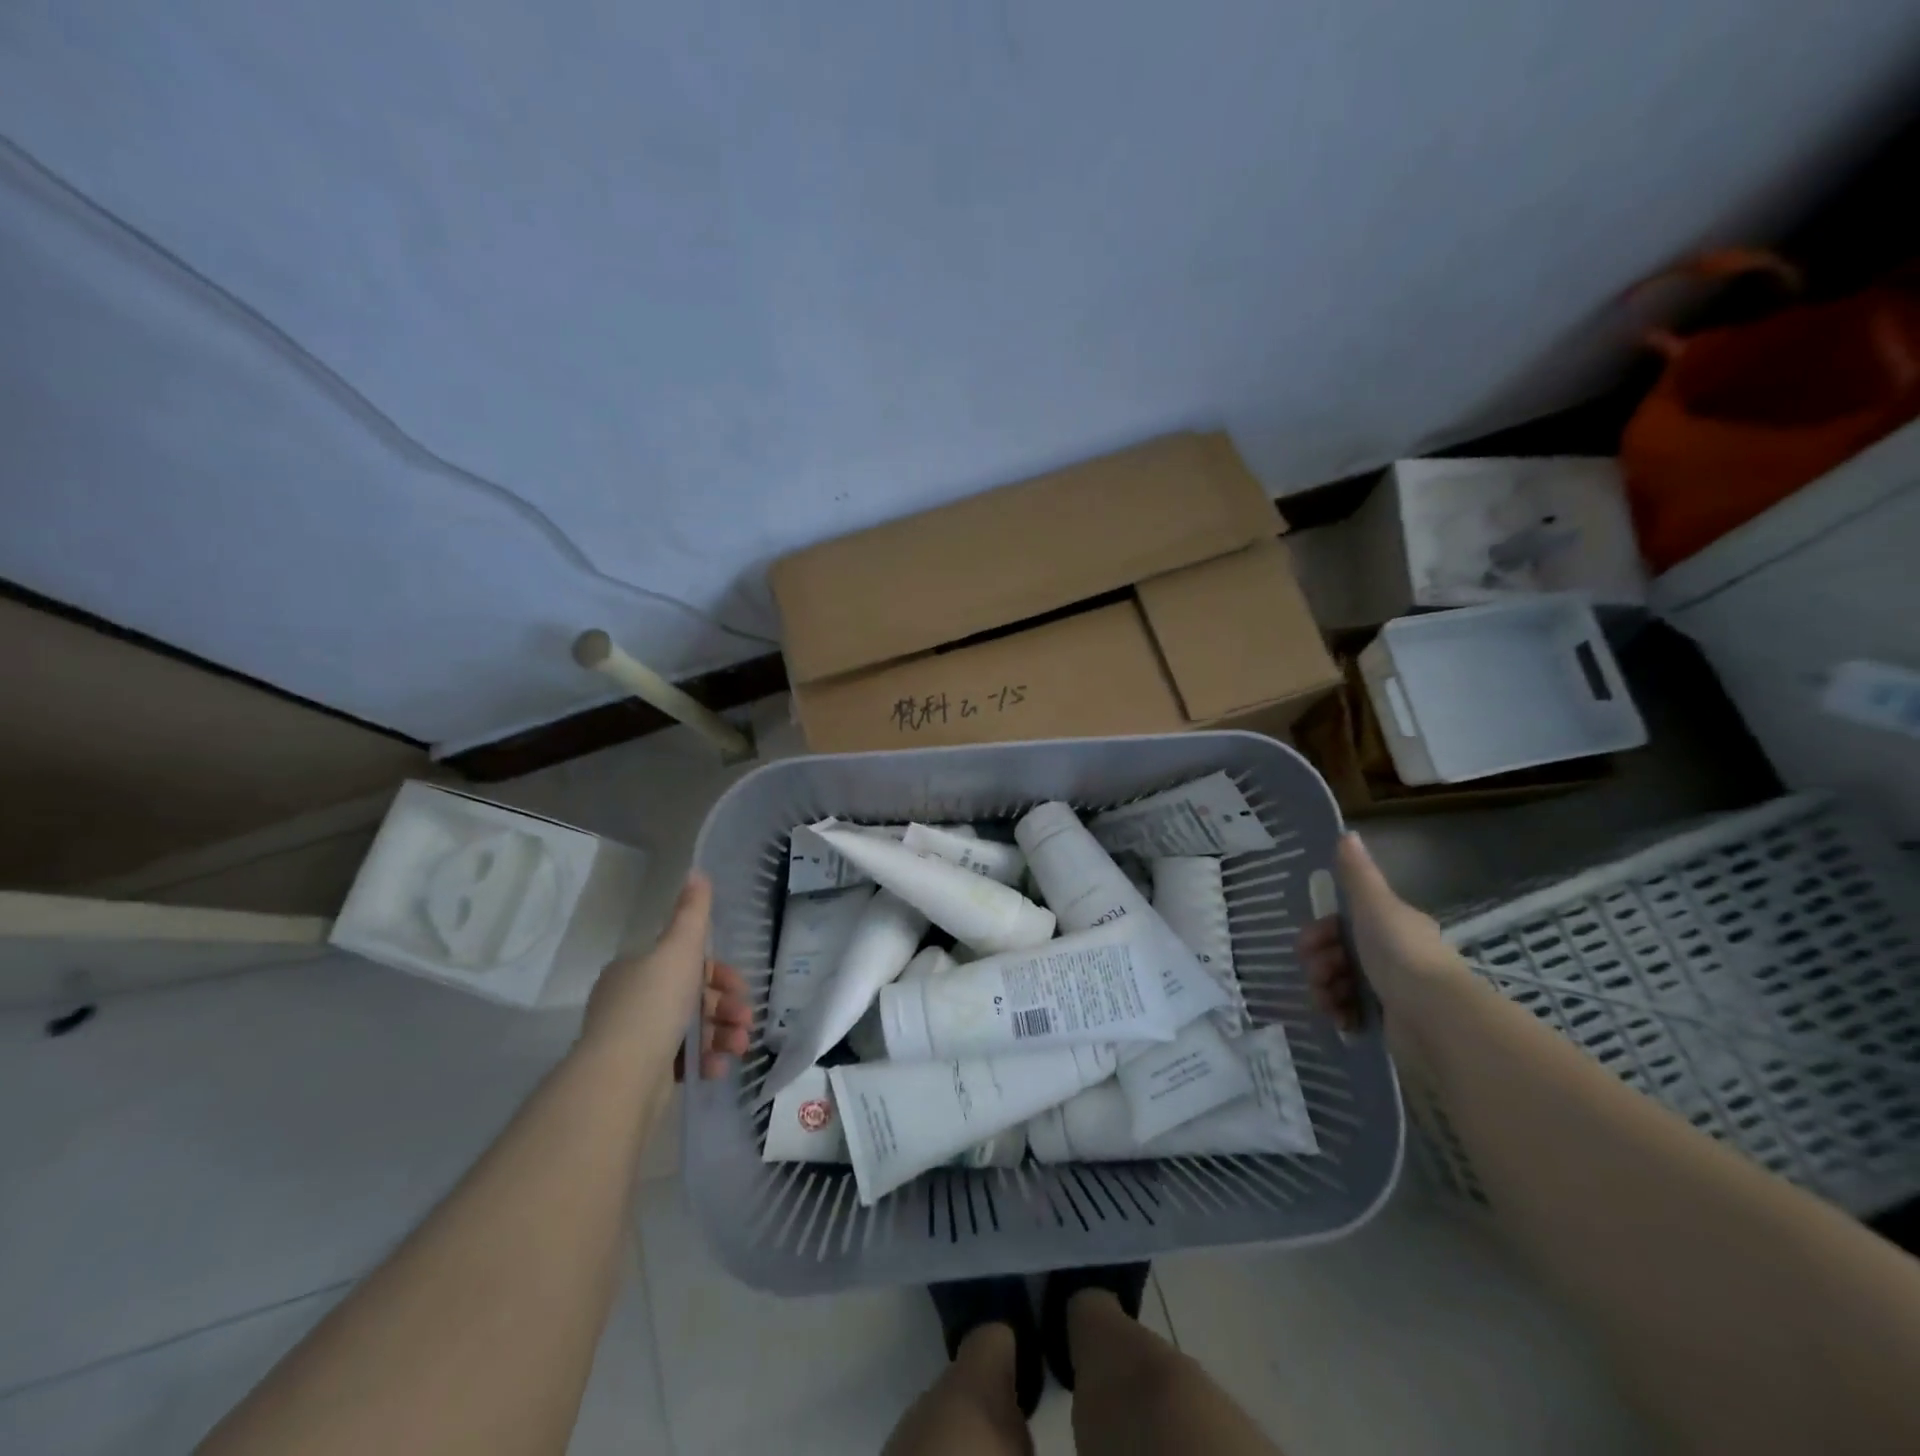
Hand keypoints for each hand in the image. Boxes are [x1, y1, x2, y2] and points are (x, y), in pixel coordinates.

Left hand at [581, 872, 752, 1080]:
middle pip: (691, 996)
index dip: (718, 972)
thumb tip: (697, 871)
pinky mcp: (641, 1074)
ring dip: (722, 1035)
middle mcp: (631, 1001)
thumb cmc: (654, 1004)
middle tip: (746, 1019)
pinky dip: (703, 1062)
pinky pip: (681, 1061)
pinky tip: (718, 1069)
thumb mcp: (679, 948)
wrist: (621, 1077)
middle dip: (725, 1006)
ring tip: (739, 1047)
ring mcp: (634, 1039)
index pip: (684, 962)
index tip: (741, 986)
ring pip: (690, 1029)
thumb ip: (692, 912)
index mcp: (635, 969)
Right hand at [1300, 833, 1467, 1032]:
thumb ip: (1357, 874)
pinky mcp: (1390, 1022)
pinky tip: (1340, 1019)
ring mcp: (1392, 990)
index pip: (1343, 923)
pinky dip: (1340, 1013)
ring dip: (1325, 989)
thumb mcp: (1374, 905)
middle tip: (1317, 975)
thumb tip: (1347, 833)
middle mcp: (1393, 955)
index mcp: (1390, 925)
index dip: (1320, 931)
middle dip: (1319, 963)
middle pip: (1338, 953)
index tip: (1308, 944)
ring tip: (1328, 1001)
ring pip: (1341, 982)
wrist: (1433, 1016)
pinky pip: (1352, 1012)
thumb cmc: (1400, 954)